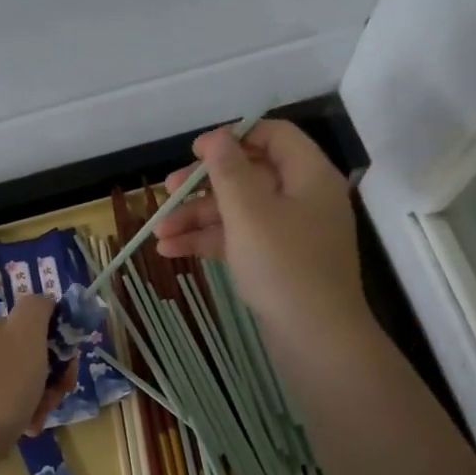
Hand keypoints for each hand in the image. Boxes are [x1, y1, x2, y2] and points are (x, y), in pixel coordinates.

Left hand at [0, 294, 78, 451]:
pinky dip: (20, 416)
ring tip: (38, 419)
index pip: (34, 327)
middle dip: (50, 378)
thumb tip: (45, 304)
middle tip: (56, 398)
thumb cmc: (3, 384)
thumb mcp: (26, 333)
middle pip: (29, 358)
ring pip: (19, 385)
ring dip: (38, 400)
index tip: (67, 369)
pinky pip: (3, 408)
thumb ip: (37, 308)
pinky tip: (24, 430)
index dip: (58, 346)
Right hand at [154, 120, 362, 341]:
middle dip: (203, 184)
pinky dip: (209, 241)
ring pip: (239, 211)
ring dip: (197, 217)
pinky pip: (241, 239)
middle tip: (167, 190)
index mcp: (309, 175)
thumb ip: (228, 170)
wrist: (316, 338)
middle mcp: (304, 198)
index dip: (233, 137)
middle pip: (249, 175)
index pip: (274, 136)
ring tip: (159, 232)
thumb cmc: (283, 265)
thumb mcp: (248, 211)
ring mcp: (292, 233)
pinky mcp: (279, 262)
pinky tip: (171, 251)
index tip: (196, 152)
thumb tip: (217, 137)